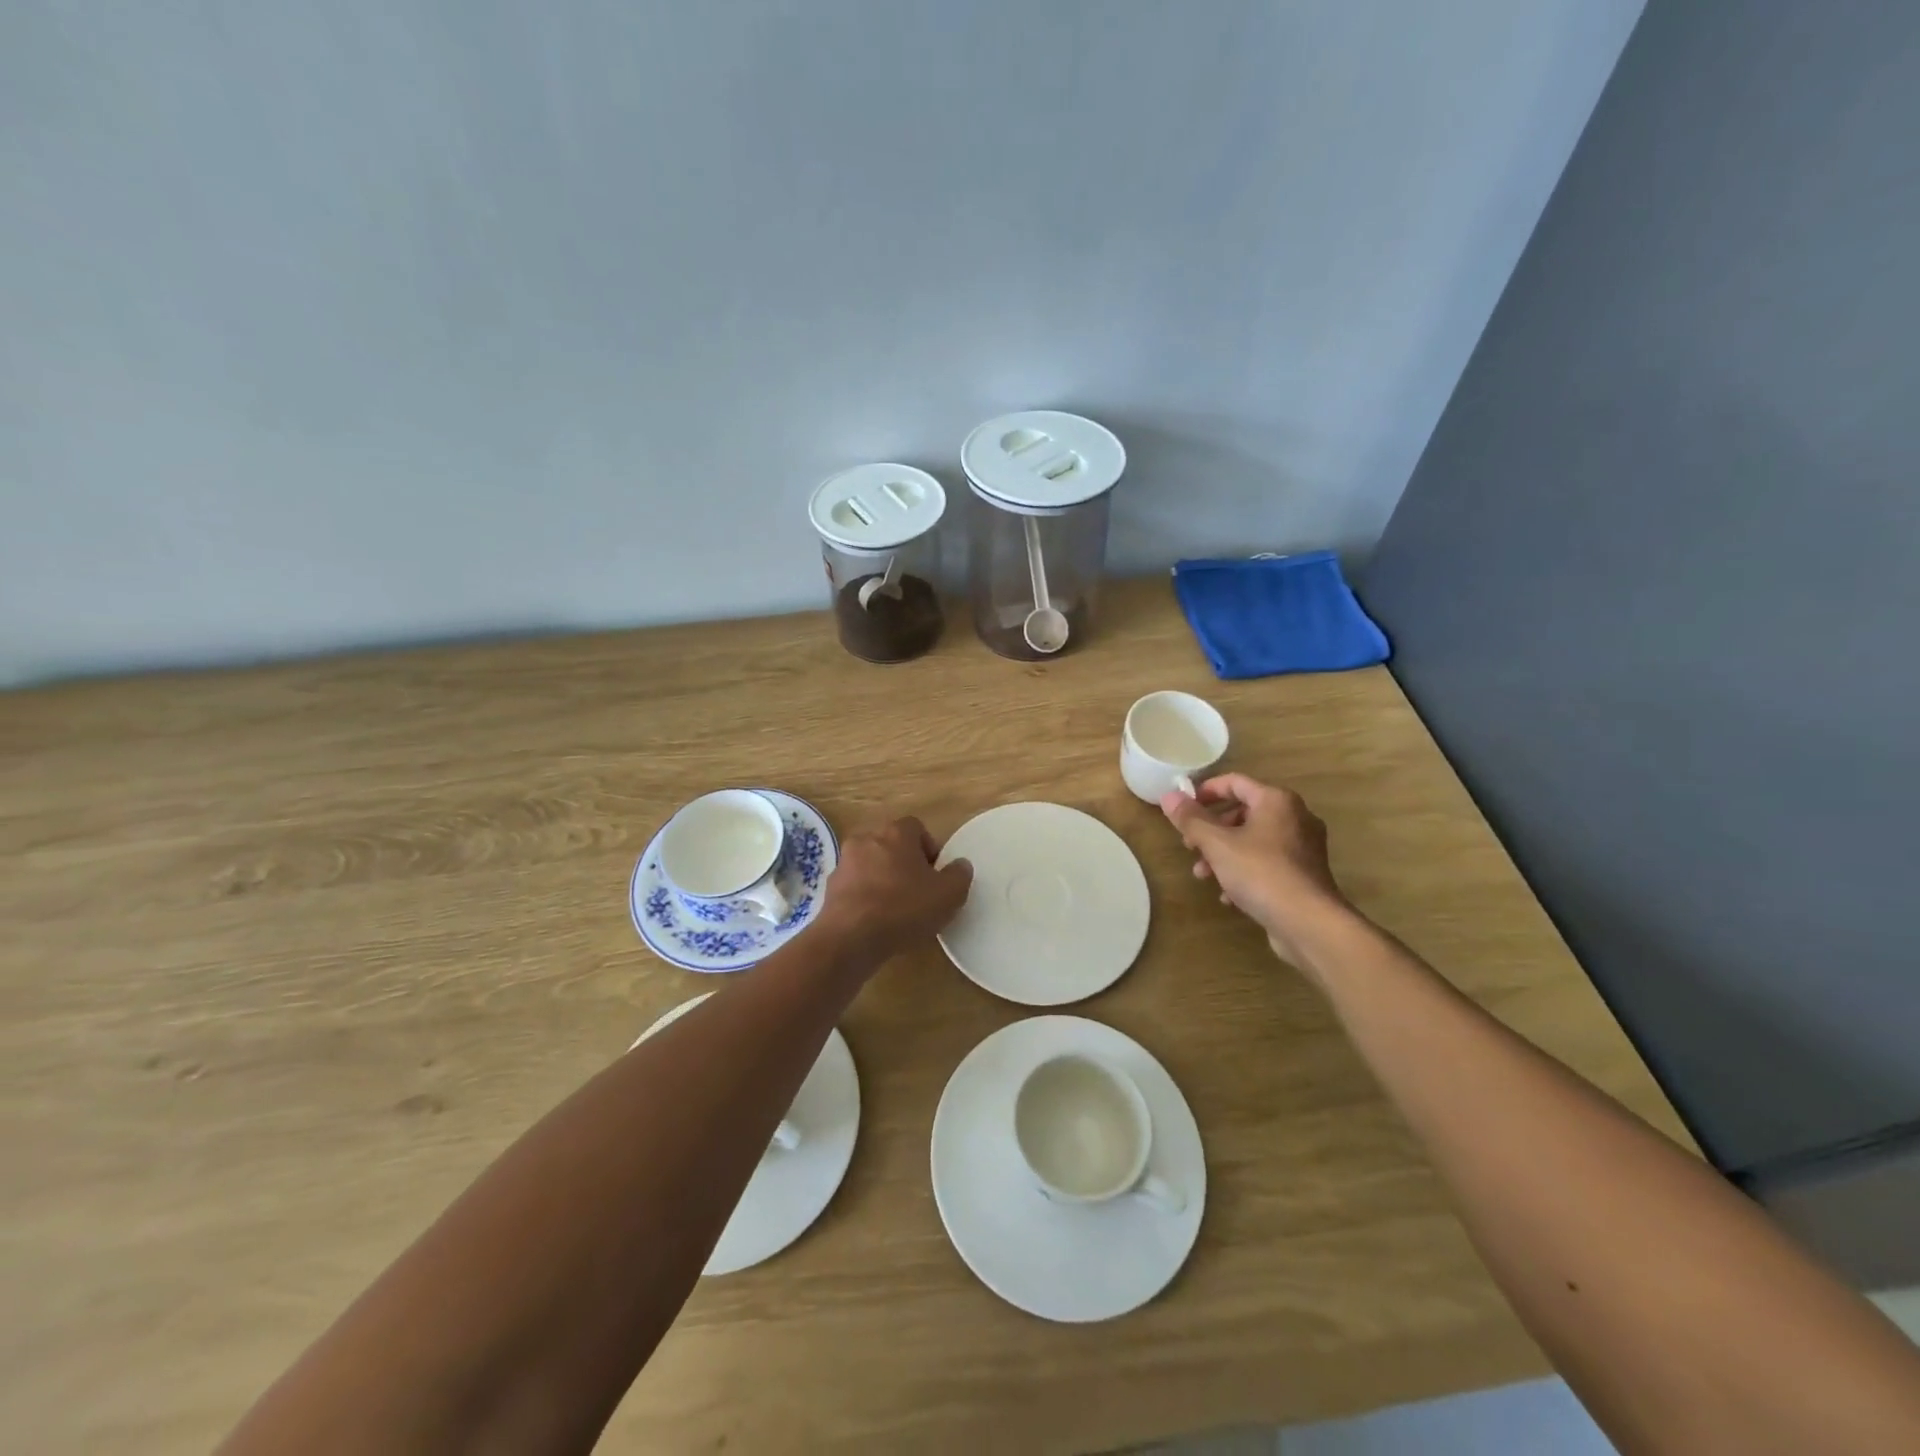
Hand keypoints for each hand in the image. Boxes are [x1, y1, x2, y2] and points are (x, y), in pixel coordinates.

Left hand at [813, 815, 972, 964]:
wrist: (850, 937)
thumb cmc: (903, 908)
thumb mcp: (948, 895)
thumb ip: (959, 875)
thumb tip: (960, 865)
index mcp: (896, 833)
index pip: (916, 828)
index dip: (929, 848)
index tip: (936, 874)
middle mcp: (867, 838)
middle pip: (892, 845)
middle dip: (905, 864)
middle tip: (919, 891)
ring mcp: (844, 862)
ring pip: (871, 865)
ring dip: (883, 880)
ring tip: (896, 909)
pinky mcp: (830, 887)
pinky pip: (855, 886)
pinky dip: (866, 897)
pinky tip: (875, 921)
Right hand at [1161, 774, 1354, 972]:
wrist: (1309, 924)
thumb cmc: (1261, 873)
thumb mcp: (1217, 844)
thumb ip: (1191, 819)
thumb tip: (1169, 796)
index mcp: (1276, 801)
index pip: (1234, 782)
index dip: (1204, 791)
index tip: (1182, 808)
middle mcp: (1295, 817)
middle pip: (1242, 812)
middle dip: (1210, 829)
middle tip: (1189, 845)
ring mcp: (1302, 847)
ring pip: (1252, 840)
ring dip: (1222, 854)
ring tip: (1203, 875)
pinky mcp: (1303, 874)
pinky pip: (1266, 863)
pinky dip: (1243, 872)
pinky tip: (1228, 896)